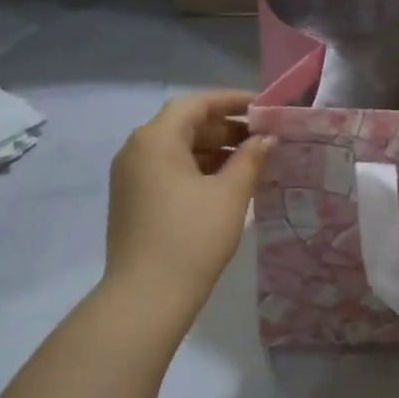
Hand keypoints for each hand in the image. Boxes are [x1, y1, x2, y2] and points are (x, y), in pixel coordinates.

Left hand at [105, 91, 272, 306]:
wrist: (146, 296)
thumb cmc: (192, 237)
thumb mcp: (230, 195)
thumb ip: (251, 159)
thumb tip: (267, 138)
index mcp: (155, 139)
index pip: (196, 104)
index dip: (231, 101)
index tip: (263, 107)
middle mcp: (137, 150)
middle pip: (184, 125)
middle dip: (225, 128)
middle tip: (264, 137)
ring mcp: (131, 177)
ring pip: (177, 150)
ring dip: (214, 151)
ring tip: (253, 161)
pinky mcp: (133, 200)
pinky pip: (168, 172)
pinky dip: (198, 170)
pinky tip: (227, 183)